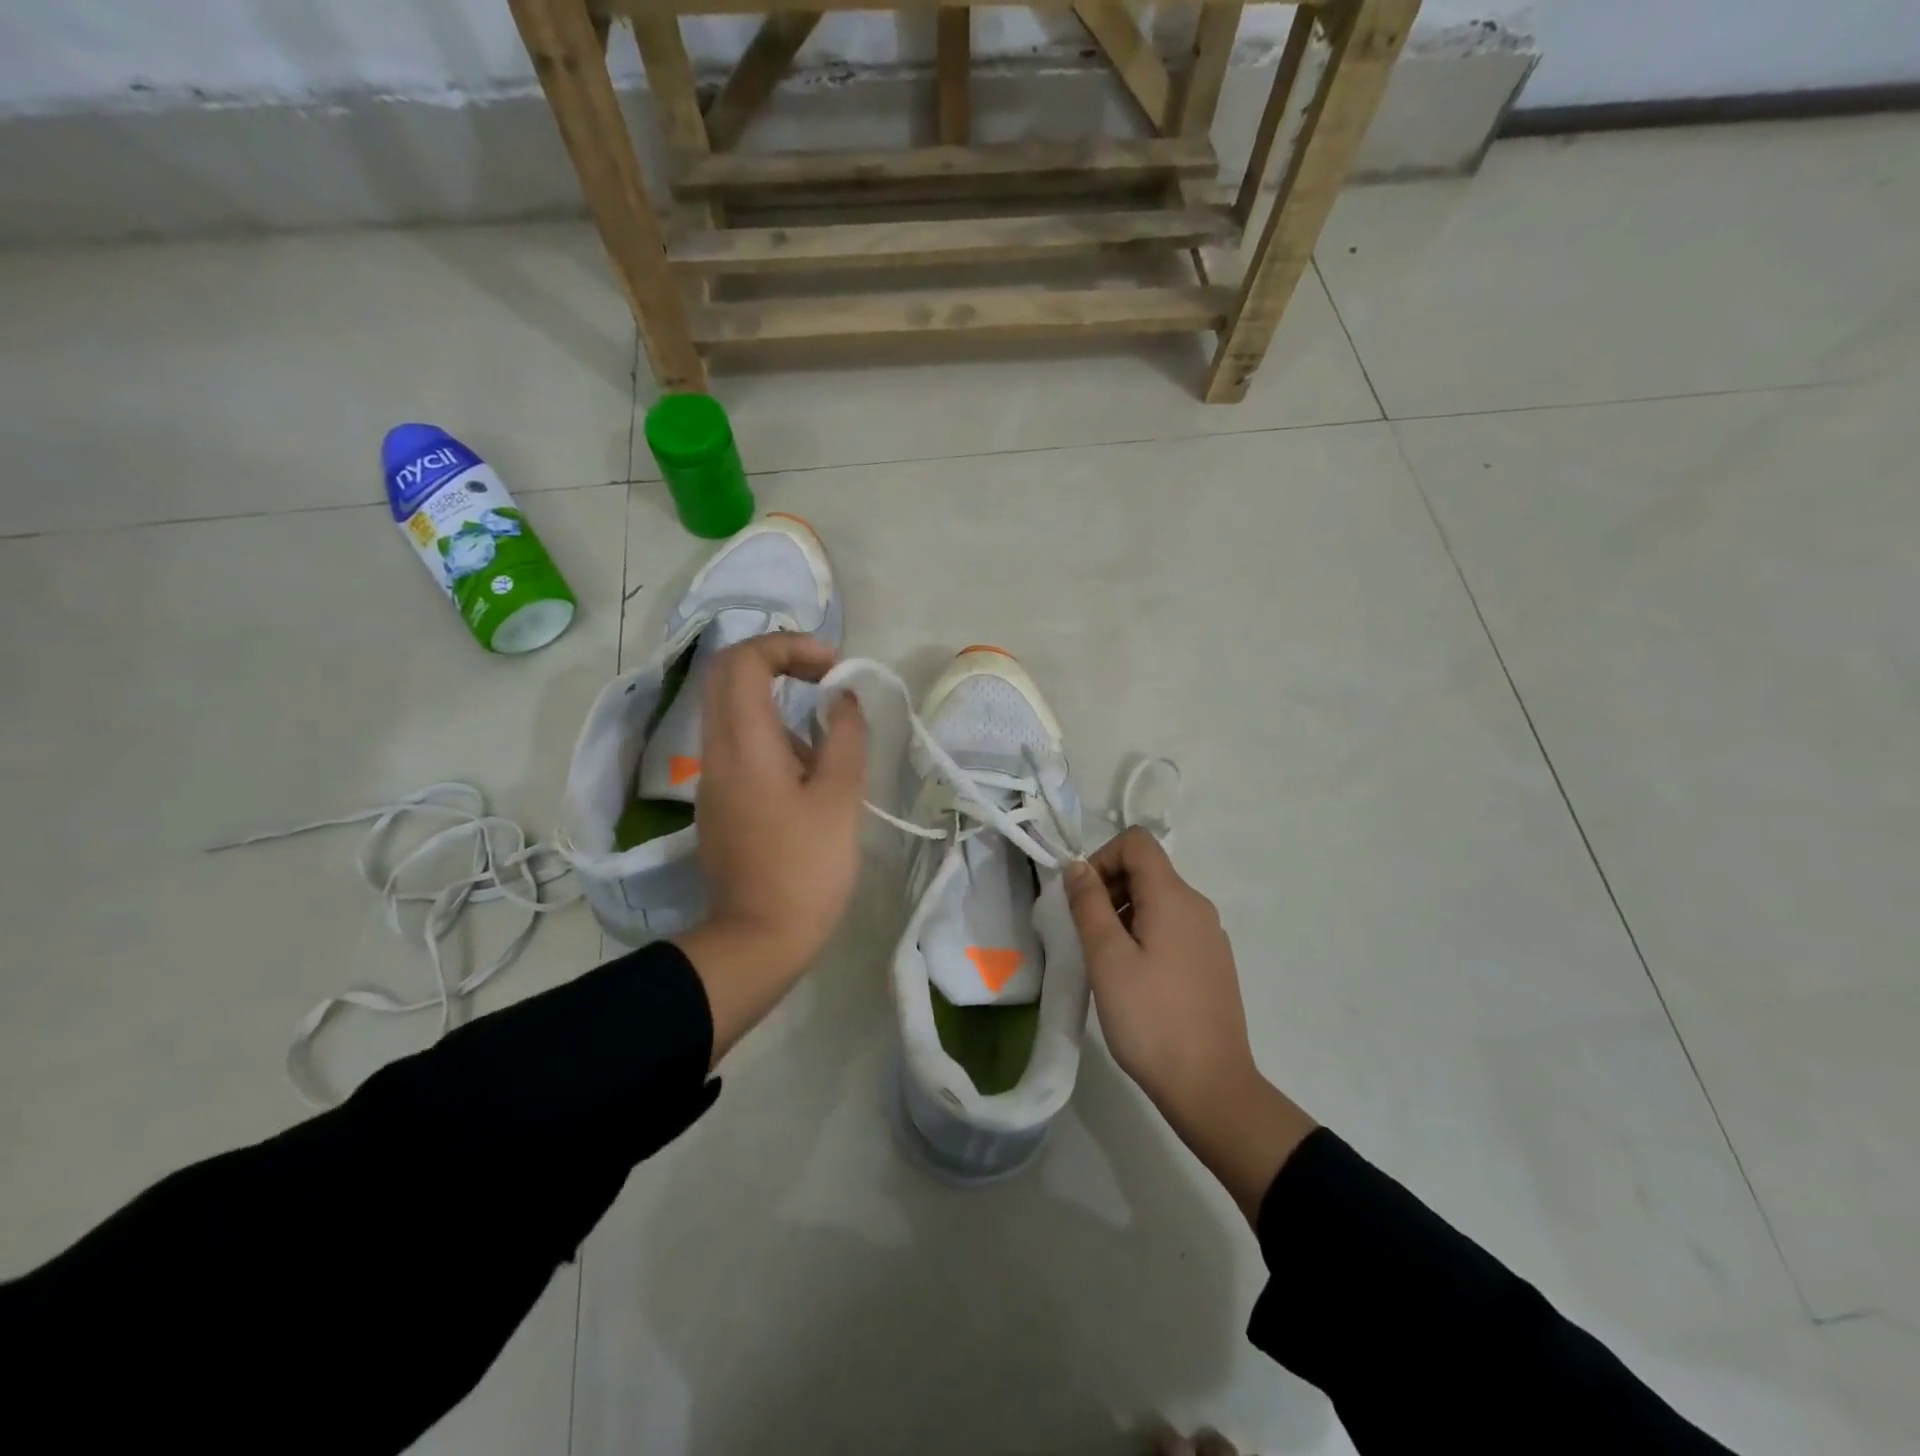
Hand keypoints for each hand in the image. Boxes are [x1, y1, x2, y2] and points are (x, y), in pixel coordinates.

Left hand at [673, 634, 867, 1064]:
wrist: (757, 939)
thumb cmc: (805, 868)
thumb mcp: (839, 797)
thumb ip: (844, 737)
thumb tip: (842, 700)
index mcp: (744, 742)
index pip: (744, 660)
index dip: (789, 646)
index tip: (832, 667)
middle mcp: (716, 750)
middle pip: (729, 676)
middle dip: (779, 661)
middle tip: (825, 677)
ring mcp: (712, 778)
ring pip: (733, 710)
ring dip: (779, 702)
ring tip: (828, 740)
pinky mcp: (719, 802)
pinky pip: (739, 745)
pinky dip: (773, 735)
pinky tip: (811, 775)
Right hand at [1065, 828, 1314, 1221]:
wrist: (1211, 1088)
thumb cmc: (1151, 1019)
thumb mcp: (1108, 958)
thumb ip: (1089, 904)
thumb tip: (1077, 866)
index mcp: (1175, 897)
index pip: (1136, 843)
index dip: (1101, 858)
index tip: (1081, 900)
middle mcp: (1198, 907)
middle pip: (1146, 870)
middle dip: (1108, 888)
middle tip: (1085, 934)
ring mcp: (1209, 936)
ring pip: (1157, 901)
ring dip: (1123, 914)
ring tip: (1104, 961)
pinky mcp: (1212, 963)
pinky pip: (1171, 928)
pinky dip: (1144, 935)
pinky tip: (1132, 979)